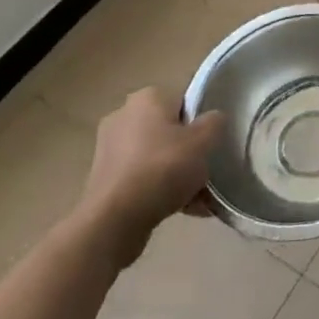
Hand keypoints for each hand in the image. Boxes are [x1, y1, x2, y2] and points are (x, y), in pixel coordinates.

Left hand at [75, 88, 224, 267]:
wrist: (114, 221)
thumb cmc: (162, 168)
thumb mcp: (204, 140)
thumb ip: (215, 122)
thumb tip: (213, 119)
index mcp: (147, 97)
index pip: (185, 102)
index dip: (202, 124)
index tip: (211, 146)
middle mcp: (124, 116)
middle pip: (170, 131)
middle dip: (189, 153)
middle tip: (206, 173)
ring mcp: (109, 149)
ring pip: (157, 158)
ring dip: (177, 175)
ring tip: (199, 199)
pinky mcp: (103, 180)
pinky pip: (142, 179)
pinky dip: (159, 190)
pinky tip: (182, 210)